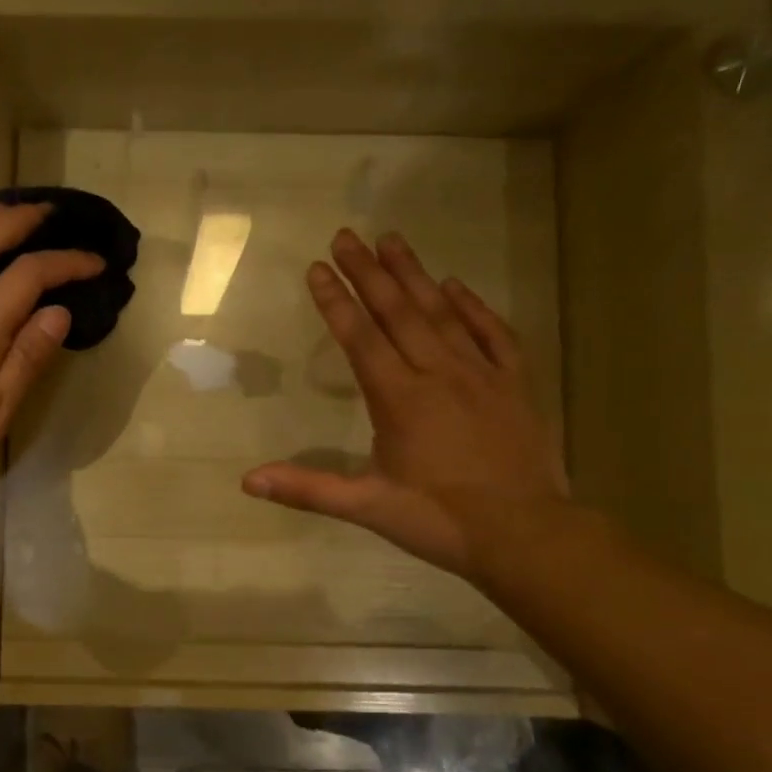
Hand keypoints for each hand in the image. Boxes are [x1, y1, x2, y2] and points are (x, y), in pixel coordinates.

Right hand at [243, 230, 568, 582]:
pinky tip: (455, 285)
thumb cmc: (439, 520)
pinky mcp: (514, 384)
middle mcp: (438, 374)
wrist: (525, 535)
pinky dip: (473, 307)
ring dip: (414, 275)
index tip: (317, 267)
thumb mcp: (367, 507)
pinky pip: (493, 334)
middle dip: (368, 272)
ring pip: (442, 314)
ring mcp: (481, 375)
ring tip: (392, 240)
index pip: (361, 339)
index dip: (336, 302)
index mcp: (400, 400)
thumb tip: (246, 479)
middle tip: (346, 235)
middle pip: (398, 313)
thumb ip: (307, 488)